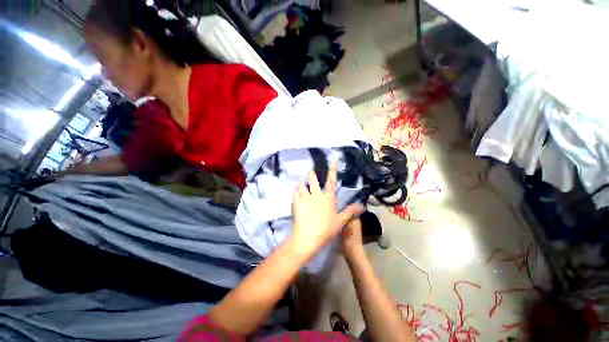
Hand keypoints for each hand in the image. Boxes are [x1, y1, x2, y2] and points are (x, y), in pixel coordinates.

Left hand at [291, 163, 363, 256]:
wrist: (309, 237)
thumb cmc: (326, 229)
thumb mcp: (340, 221)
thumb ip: (350, 211)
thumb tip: (362, 205)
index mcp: (329, 198)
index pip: (332, 181)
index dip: (333, 170)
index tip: (333, 160)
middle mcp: (317, 194)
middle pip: (313, 179)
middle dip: (311, 175)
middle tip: (310, 175)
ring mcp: (306, 197)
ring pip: (302, 185)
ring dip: (302, 185)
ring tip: (301, 186)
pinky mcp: (297, 202)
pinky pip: (294, 192)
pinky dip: (295, 192)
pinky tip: (295, 194)